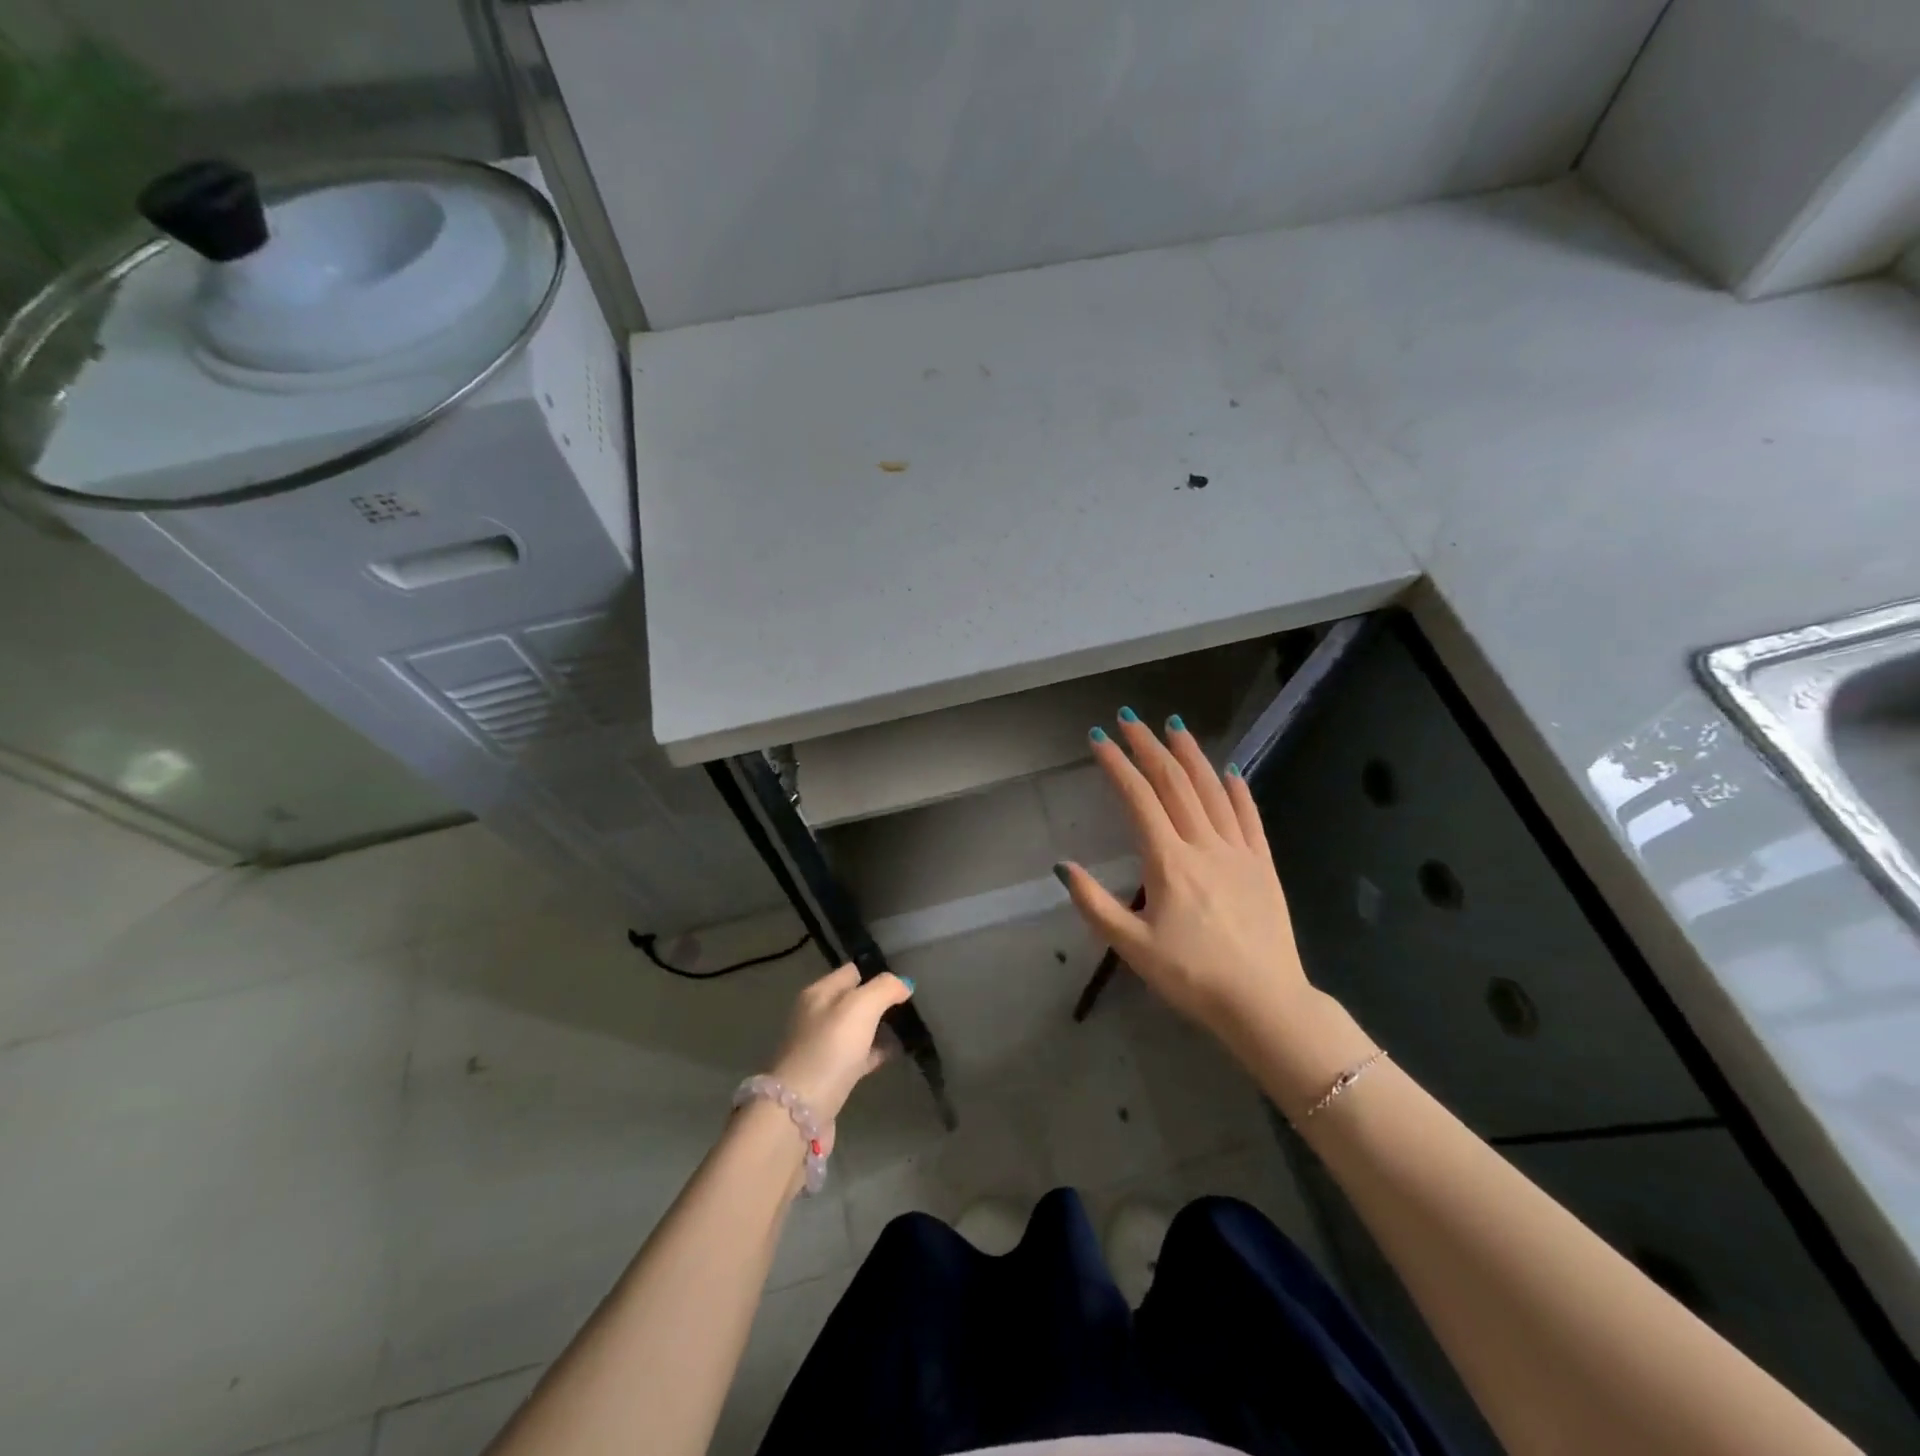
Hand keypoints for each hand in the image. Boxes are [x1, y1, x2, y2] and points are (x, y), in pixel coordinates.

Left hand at [766, 965, 912, 1146]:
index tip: (904, 983)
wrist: (799, 1111)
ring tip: (907, 1029)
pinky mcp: (827, 1075)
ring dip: (878, 1028)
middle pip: (853, 1000)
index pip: (852, 971)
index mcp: (818, 993)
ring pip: (855, 1029)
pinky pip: (856, 1055)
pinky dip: (873, 1052)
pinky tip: (893, 1055)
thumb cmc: (830, 1048)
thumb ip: (884, 988)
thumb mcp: (860, 1007)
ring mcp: (820, 1047)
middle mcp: (815, 1016)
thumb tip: (903, 984)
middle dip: (880, 1002)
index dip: (877, 973)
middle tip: (910, 1007)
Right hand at [1057, 711, 1314, 1046]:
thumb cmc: (1192, 978)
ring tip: (1174, 726)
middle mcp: (1204, 845)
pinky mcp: (1263, 866)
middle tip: (1130, 719)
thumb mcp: (1132, 948)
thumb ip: (1094, 904)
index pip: (1138, 798)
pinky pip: (1250, 818)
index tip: (1099, 738)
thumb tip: (1062, 866)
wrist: (1264, 1003)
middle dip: (1149, 747)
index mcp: (1169, 862)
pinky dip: (1237, 790)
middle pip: (1174, 783)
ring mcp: (1239, 852)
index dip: (1116, 764)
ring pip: (1212, 790)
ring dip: (1191, 755)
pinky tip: (1230, 772)